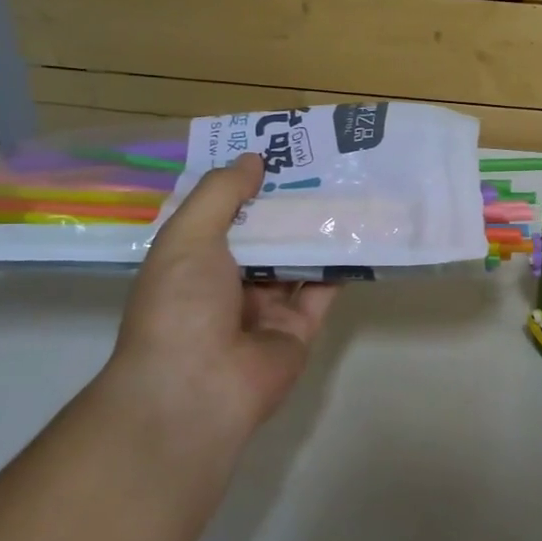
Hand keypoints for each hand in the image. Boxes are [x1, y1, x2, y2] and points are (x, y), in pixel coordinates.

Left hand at [103, 154, 338, 439]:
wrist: (197, 388)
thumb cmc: (181, 304)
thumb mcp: (189, 235)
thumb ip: (221, 193)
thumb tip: (253, 158)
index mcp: (192, 262)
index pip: (223, 215)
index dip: (247, 184)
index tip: (278, 152)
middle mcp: (228, 284)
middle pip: (264, 236)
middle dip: (288, 204)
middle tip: (324, 163)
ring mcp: (265, 308)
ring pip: (296, 260)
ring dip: (317, 229)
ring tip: (349, 187)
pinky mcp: (298, 329)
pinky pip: (322, 290)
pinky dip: (340, 264)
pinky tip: (360, 231)